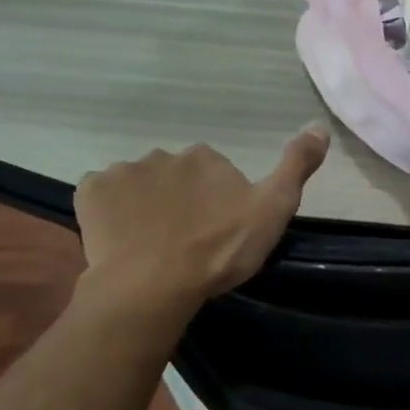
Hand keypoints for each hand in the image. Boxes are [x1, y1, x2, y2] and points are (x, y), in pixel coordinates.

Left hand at [73, 126, 329, 334]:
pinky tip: (123, 238)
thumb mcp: (274, 209)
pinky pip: (104, 197)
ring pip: (140, 186)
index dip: (220, 200)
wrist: (155, 283)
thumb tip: (319, 125)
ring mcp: (123, 172)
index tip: (222, 230)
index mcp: (206, 157)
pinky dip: (112, 212)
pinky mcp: (90, 193)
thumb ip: (296, 166)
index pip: (216, 172)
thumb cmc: (220, 248)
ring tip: (155, 244)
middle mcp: (164, 154)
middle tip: (189, 240)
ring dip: (147, 206)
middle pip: (176, 177)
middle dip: (181, 200)